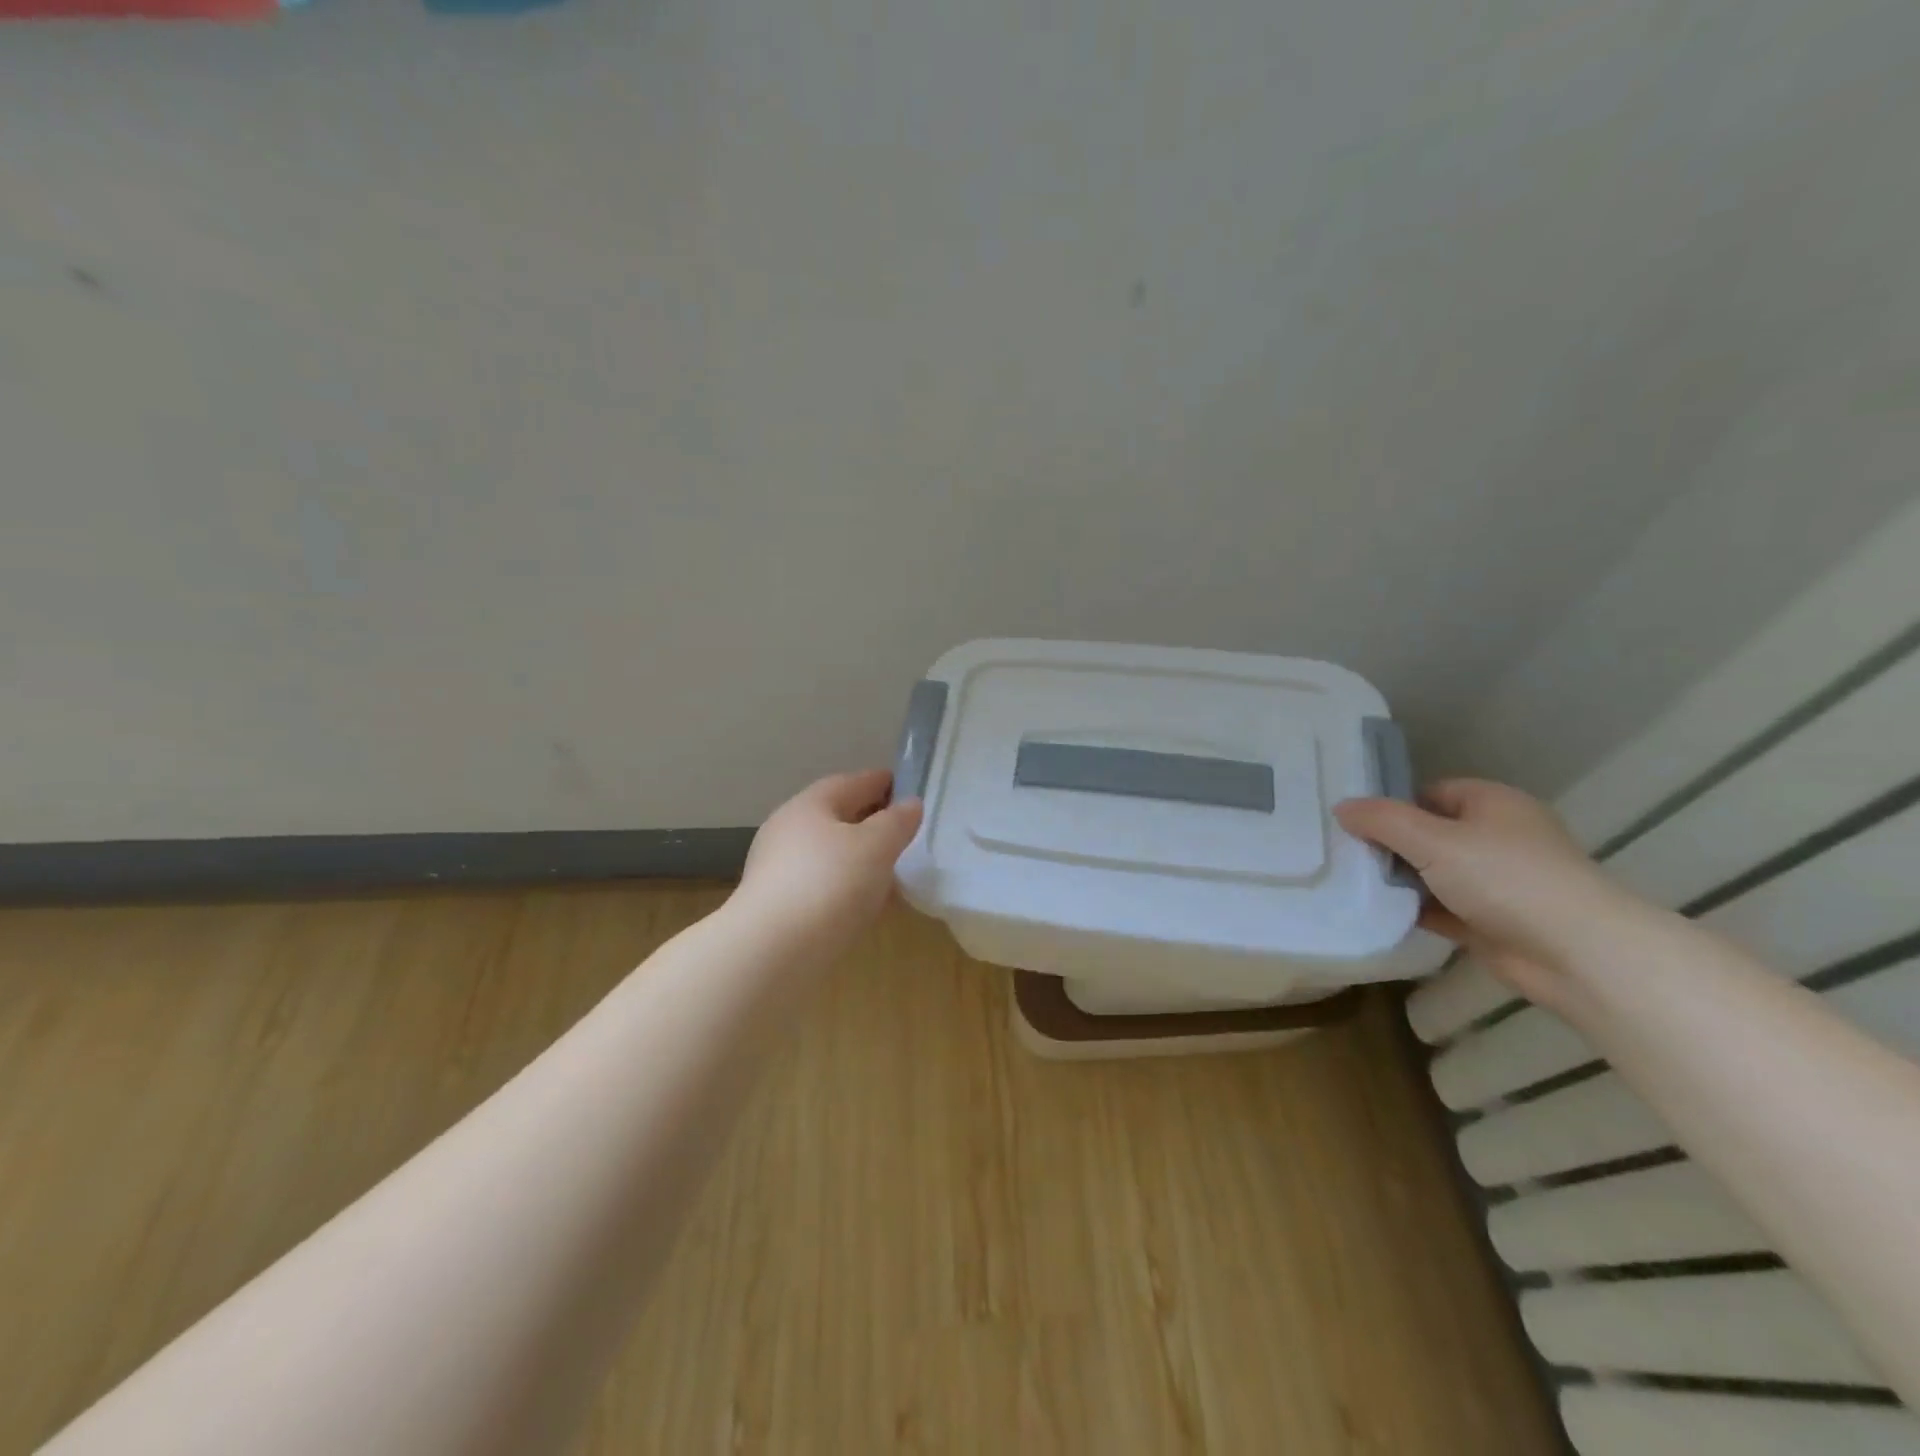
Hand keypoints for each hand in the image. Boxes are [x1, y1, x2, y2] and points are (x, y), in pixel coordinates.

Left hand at [730, 770, 923, 963]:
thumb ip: (897, 822)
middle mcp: (787, 831)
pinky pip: (822, 887)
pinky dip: (847, 889)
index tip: (907, 788)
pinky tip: (868, 906)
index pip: (851, 783)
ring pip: (829, 855)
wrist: (771, 954)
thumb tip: (910, 804)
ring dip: (860, 860)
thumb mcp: (876, 846)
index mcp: (809, 805)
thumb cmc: (829, 884)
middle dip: (870, 823)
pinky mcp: (777, 908)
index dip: (882, 782)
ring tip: (893, 873)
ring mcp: (778, 871)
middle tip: (904, 832)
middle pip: (836, 818)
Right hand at [1335, 779, 1650, 1005]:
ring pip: (1434, 873)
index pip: (1431, 792)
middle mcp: (1497, 837)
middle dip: (1390, 845)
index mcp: (1493, 804)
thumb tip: (1341, 807)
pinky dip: (1415, 910)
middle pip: (1429, 833)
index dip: (1392, 805)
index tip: (1353, 823)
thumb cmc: (1506, 879)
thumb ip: (1382, 821)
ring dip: (1400, 881)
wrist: (1578, 954)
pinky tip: (1378, 913)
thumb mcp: (1432, 840)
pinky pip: (1442, 908)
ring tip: (1350, 883)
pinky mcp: (1492, 921)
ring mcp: (1497, 882)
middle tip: (1344, 854)